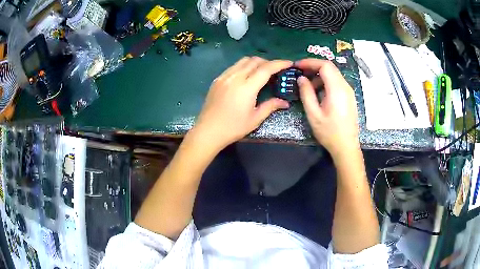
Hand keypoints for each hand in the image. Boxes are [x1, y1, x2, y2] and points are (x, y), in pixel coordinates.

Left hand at [191, 57, 291, 151]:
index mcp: (247, 87)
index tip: (289, 63)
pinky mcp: (217, 79)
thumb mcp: (255, 119)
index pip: (266, 68)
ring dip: (255, 63)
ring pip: (243, 61)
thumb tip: (285, 102)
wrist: (208, 131)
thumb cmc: (233, 127)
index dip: (279, 63)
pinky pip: (233, 67)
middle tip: (276, 71)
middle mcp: (235, 77)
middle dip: (268, 62)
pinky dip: (243, 67)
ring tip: (261, 72)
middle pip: (255, 61)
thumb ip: (271, 106)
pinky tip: (246, 77)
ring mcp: (224, 77)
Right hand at [295, 59, 359, 158]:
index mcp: (337, 89)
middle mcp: (345, 86)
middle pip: (330, 67)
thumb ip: (306, 93)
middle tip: (300, 73)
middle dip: (314, 67)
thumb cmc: (329, 132)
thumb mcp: (313, 114)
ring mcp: (349, 91)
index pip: (325, 65)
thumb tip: (301, 78)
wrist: (346, 146)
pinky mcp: (349, 96)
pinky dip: (326, 82)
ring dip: (319, 75)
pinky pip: (337, 82)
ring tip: (307, 86)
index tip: (297, 66)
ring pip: (333, 74)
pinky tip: (318, 92)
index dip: (310, 62)